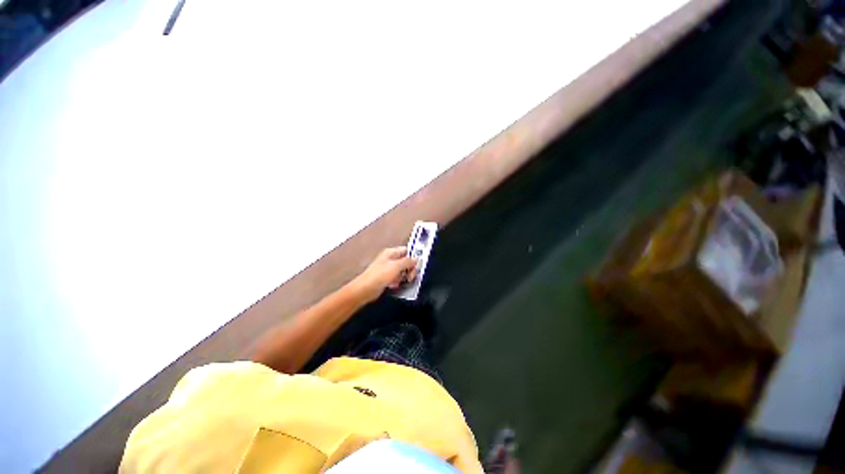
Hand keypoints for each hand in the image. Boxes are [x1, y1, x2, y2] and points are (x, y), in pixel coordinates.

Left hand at [352, 246, 417, 301]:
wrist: (365, 289)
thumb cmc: (379, 276)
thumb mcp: (396, 266)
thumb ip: (407, 262)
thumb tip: (416, 259)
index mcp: (391, 252)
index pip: (406, 251)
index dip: (413, 257)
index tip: (416, 266)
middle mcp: (389, 259)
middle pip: (405, 261)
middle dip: (409, 269)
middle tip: (410, 276)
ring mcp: (387, 268)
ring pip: (402, 270)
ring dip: (404, 276)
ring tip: (402, 281)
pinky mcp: (386, 278)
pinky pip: (396, 278)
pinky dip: (398, 281)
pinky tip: (396, 285)